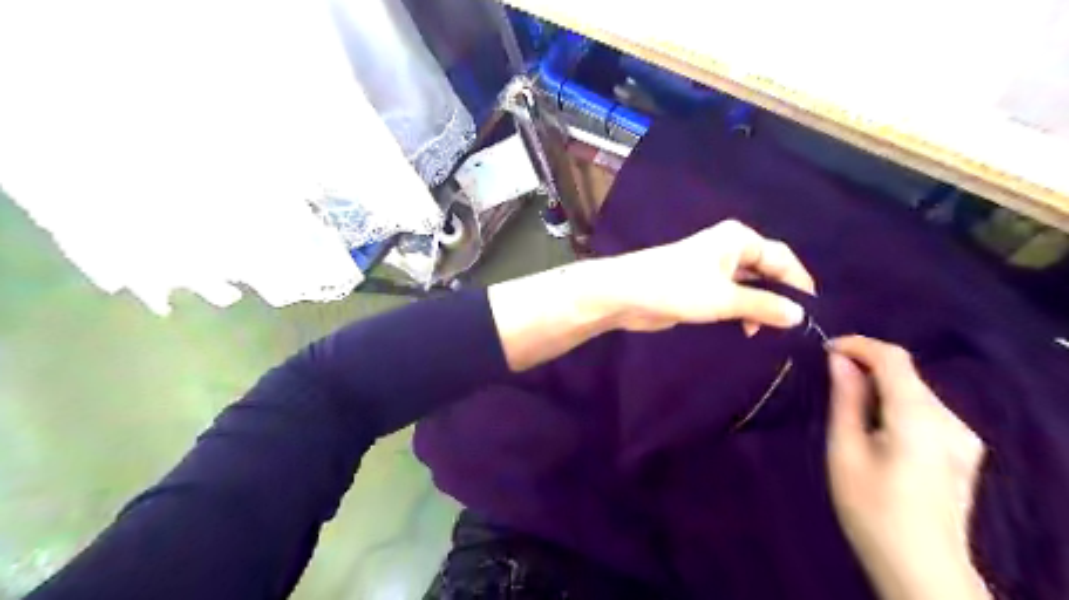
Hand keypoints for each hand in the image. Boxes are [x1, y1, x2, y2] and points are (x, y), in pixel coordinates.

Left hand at [604, 218, 815, 331]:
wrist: (626, 294)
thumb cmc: (677, 288)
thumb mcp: (725, 298)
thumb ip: (763, 306)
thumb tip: (800, 315)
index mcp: (739, 239)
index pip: (783, 258)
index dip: (800, 284)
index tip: (812, 314)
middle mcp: (730, 248)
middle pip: (767, 271)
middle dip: (779, 297)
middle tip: (793, 327)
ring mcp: (713, 267)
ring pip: (750, 285)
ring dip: (760, 306)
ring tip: (768, 332)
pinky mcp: (700, 285)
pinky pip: (732, 295)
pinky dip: (742, 310)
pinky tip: (747, 328)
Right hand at [824, 336, 992, 599]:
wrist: (921, 567)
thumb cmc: (871, 508)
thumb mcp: (845, 450)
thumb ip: (846, 399)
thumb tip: (839, 360)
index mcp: (919, 418)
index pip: (893, 358)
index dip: (858, 344)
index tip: (825, 349)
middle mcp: (950, 420)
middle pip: (906, 374)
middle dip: (866, 367)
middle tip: (829, 379)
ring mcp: (963, 436)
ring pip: (915, 391)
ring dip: (880, 386)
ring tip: (848, 405)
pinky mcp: (963, 450)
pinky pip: (925, 411)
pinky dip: (896, 404)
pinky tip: (877, 427)